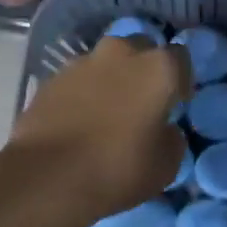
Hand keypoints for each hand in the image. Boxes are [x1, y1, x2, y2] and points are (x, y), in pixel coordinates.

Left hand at [7, 36, 190, 225]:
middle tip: (141, 102)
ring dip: (112, 78)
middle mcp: (121, 52)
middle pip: (141, 49)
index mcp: (158, 68)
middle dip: (144, 69)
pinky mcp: (52, 77)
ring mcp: (82, 61)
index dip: (180, 81)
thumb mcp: (166, 166)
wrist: (46, 177)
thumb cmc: (117, 169)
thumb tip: (165, 129)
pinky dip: (83, 92)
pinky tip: (79, 119)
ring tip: (107, 111)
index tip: (176, 104)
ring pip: (106, 61)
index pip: (181, 58)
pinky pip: (78, 78)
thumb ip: (173, 138)